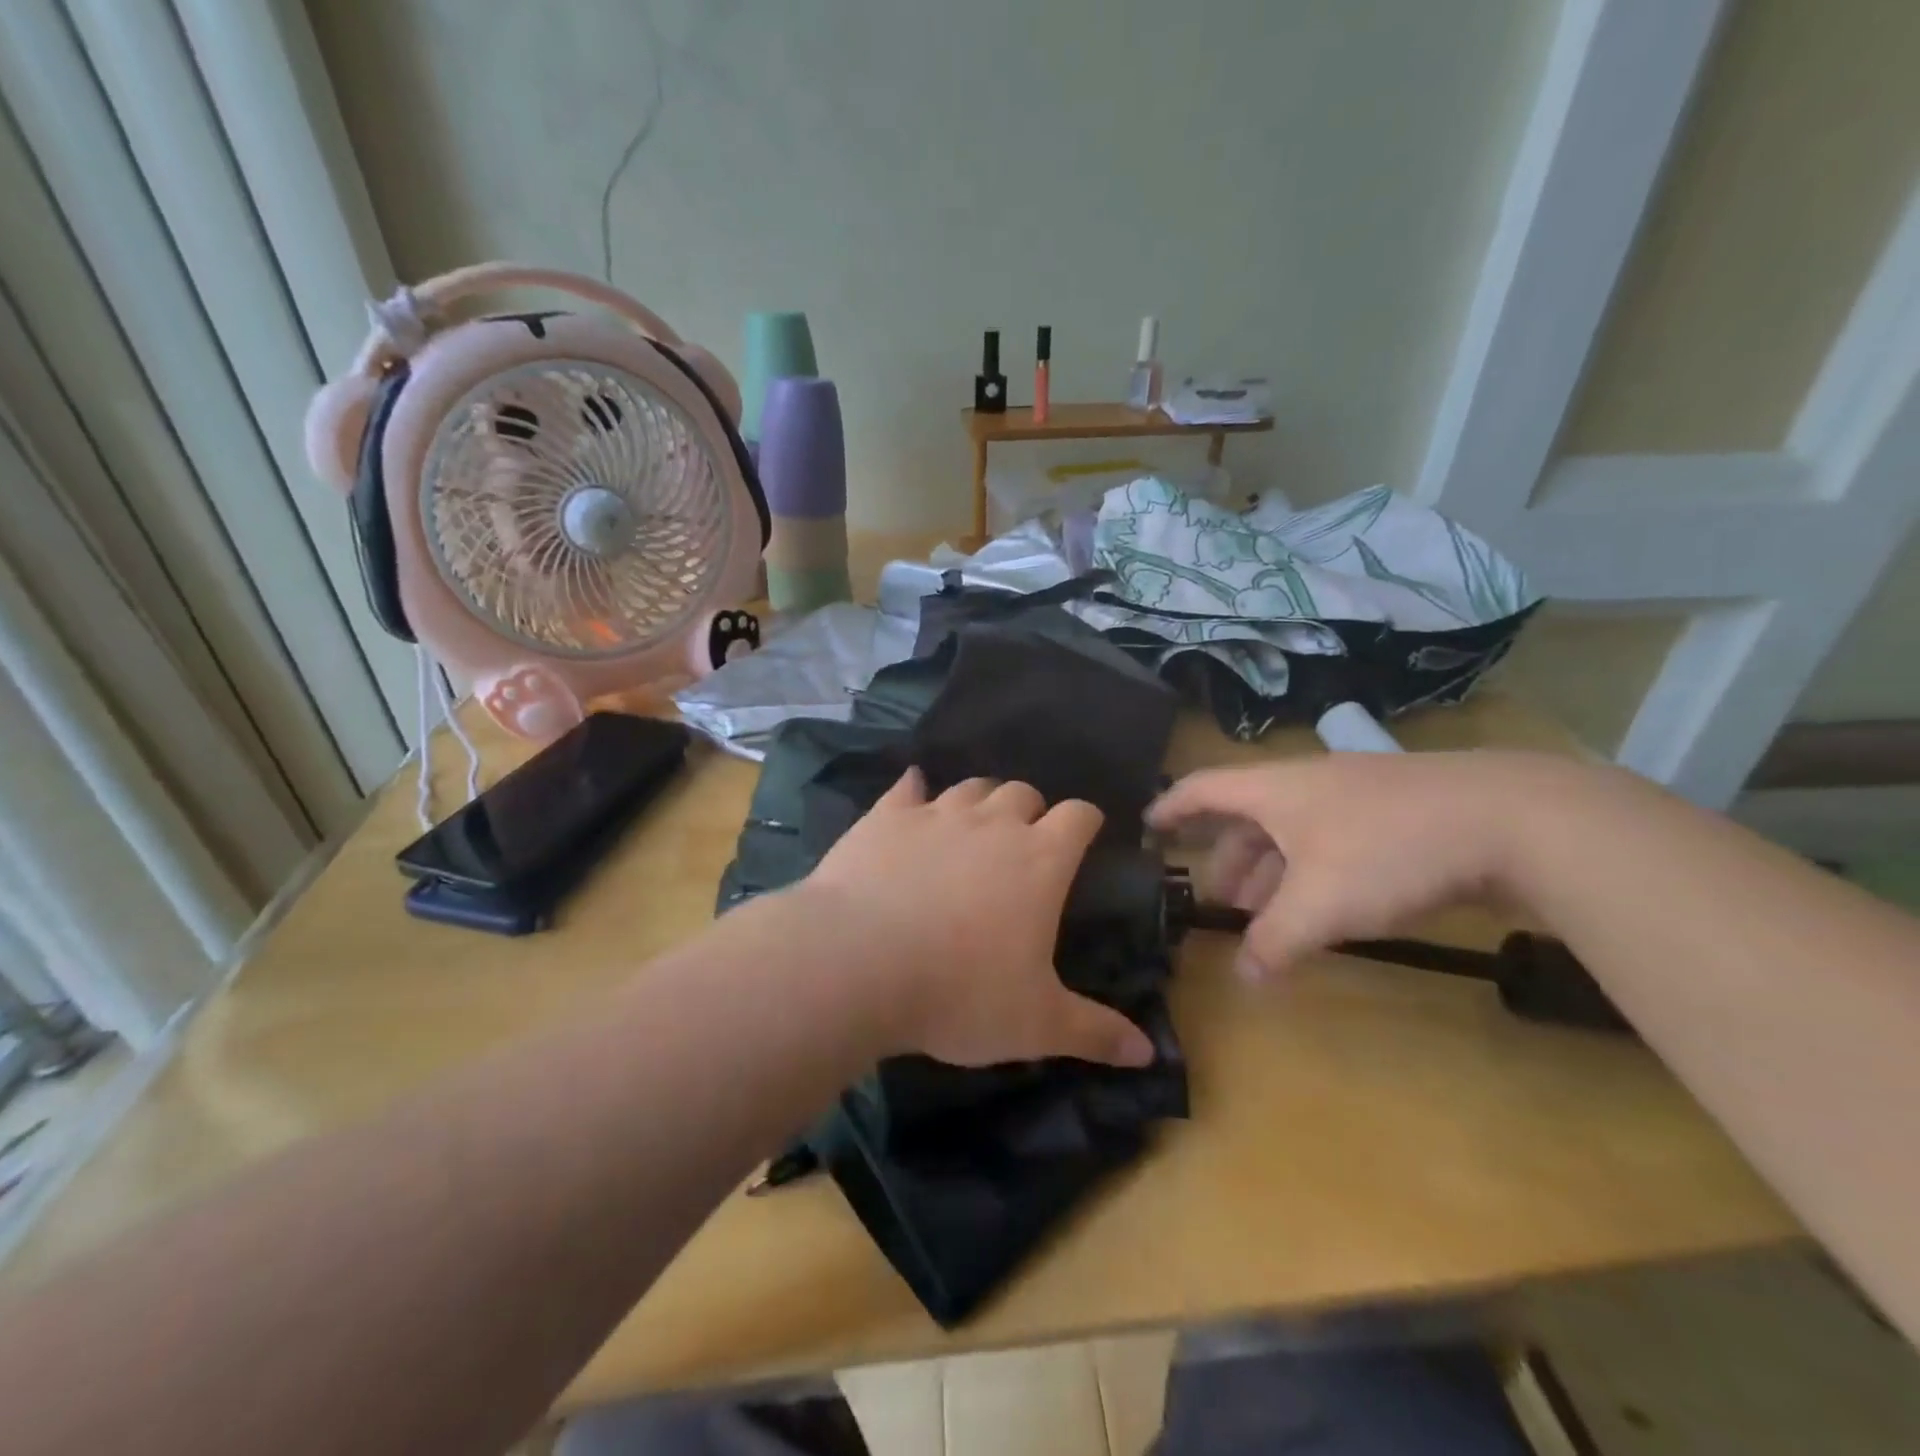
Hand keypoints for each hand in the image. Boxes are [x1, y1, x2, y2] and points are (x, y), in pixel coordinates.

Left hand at [800, 769, 1154, 1068]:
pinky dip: (914, 789)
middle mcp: (992, 824)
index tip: (1086, 832)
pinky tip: (912, 793)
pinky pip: (907, 788)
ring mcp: (936, 814)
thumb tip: (1148, 1053)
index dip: (1087, 820)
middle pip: (1023, 792)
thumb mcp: (1035, 1024)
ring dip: (980, 800)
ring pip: (970, 787)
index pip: (1079, 816)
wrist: (857, 963)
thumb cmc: (959, 993)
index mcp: (1040, 860)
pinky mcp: (885, 816)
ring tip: (974, 823)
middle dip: (1031, 809)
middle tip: (1024, 840)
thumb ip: (1094, 1033)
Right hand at [1148, 751, 1569, 980]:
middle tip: (1220, 902)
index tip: (1147, 827)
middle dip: (1227, 858)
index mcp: (1274, 790)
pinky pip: (1331, 838)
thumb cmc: (1390, 850)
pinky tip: (1327, 905)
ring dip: (1271, 870)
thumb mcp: (1320, 904)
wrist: (1513, 818)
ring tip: (1267, 914)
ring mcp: (1354, 795)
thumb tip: (1245, 979)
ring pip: (1292, 830)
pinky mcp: (1396, 811)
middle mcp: (1306, 784)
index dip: (1171, 807)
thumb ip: (1274, 941)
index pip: (1203, 788)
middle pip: (1248, 816)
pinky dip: (1311, 870)